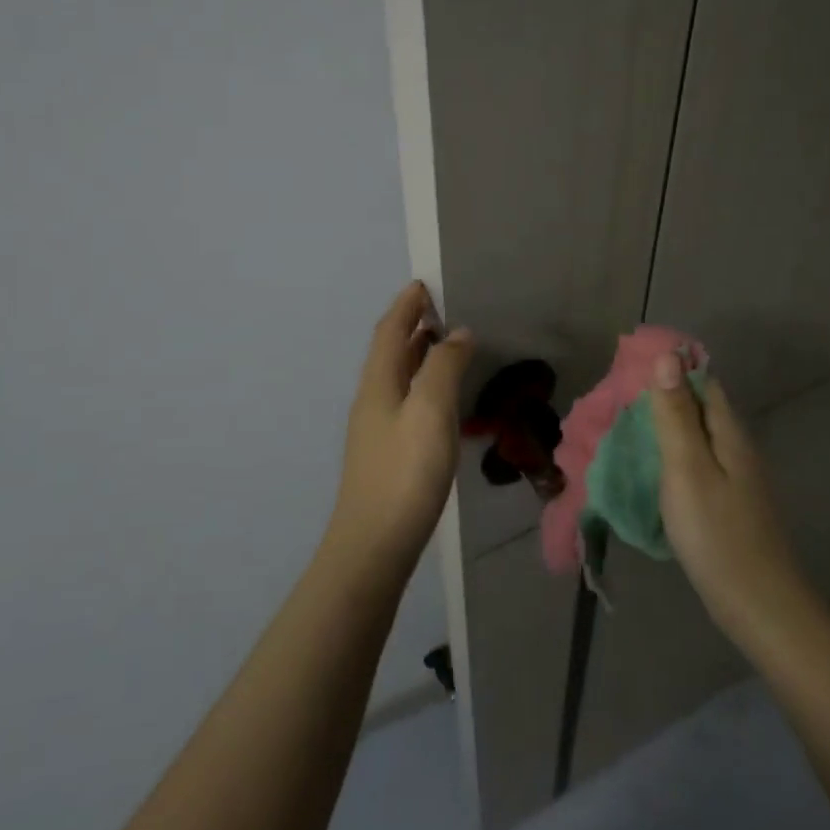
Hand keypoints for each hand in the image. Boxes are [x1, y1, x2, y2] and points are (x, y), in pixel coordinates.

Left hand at [328, 282, 474, 577]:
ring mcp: (377, 430)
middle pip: (390, 352)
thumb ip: (444, 367)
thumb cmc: (405, 472)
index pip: (389, 331)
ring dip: (418, 355)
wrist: (374, 545)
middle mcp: (373, 400)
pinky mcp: (388, 454)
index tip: (423, 284)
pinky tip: (442, 400)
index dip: (405, 306)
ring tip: (445, 345)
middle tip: (441, 310)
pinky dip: (423, 385)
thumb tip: (456, 333)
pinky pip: (406, 402)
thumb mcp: (430, 410)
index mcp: (378, 384)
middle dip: (412, 326)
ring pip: (398, 378)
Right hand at [648, 352, 804, 633]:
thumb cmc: (717, 533)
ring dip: (665, 428)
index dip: (670, 368)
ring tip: (624, 430)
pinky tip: (651, 470)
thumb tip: (668, 356)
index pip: (702, 381)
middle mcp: (736, 447)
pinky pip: (696, 464)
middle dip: (663, 397)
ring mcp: (735, 478)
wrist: (757, 605)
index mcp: (729, 432)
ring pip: (696, 437)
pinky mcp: (727, 503)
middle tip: (616, 401)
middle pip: (699, 407)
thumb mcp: (687, 468)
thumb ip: (676, 414)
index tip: (629, 368)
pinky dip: (671, 457)